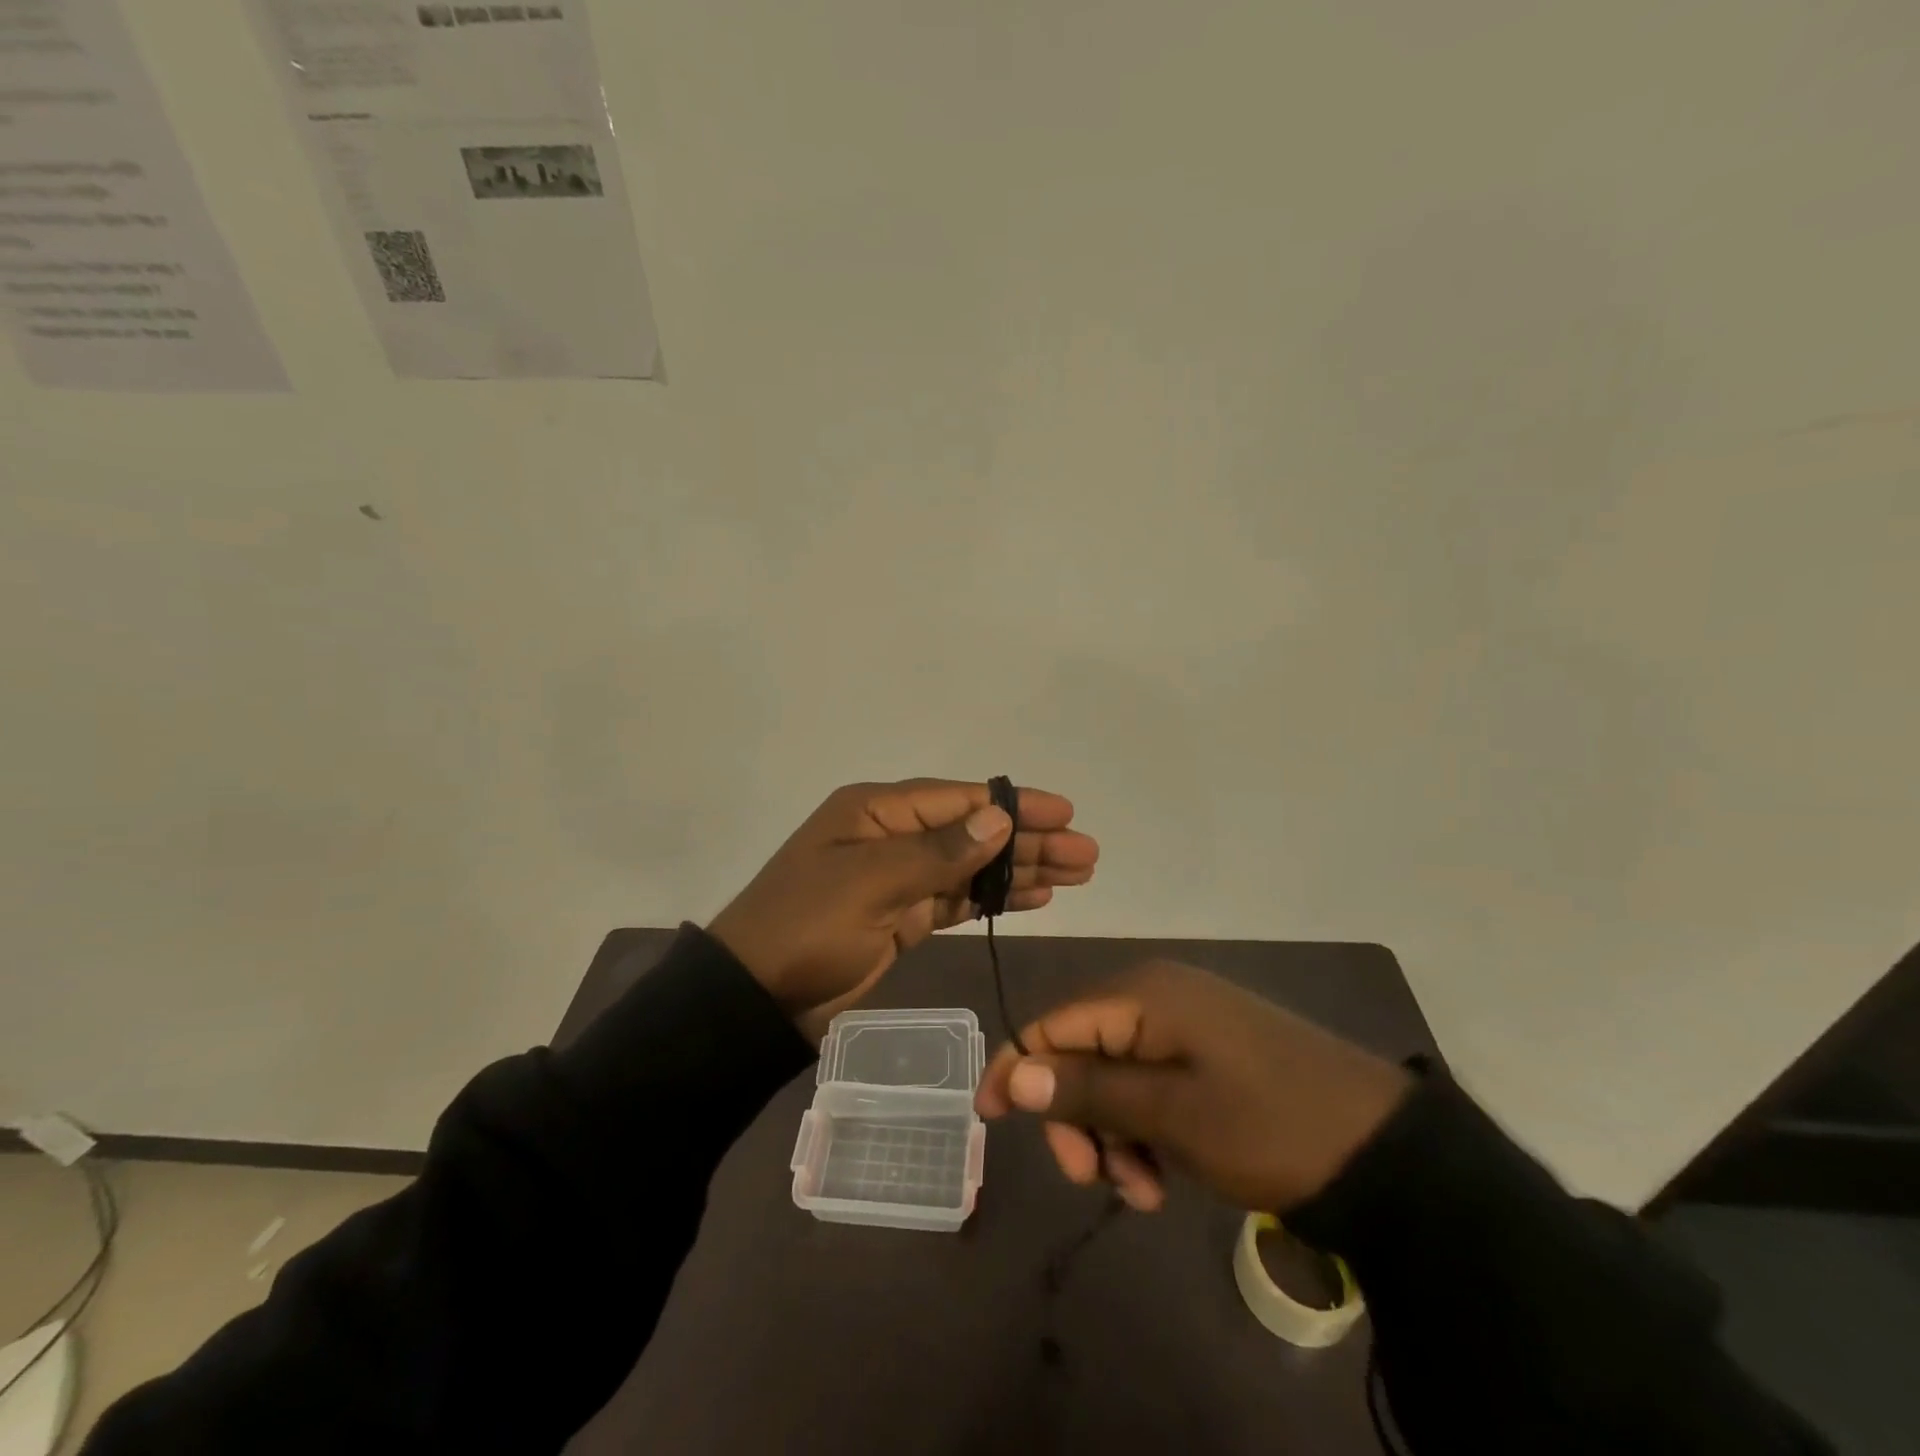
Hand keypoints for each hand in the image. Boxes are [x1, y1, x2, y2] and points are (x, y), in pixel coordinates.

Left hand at [709, 779, 1097, 1041]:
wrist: (755, 1000)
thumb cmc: (806, 928)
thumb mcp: (870, 883)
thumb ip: (938, 852)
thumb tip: (998, 818)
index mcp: (876, 812)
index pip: (959, 800)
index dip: (1014, 806)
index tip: (1064, 814)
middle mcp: (891, 836)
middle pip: (973, 832)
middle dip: (1029, 842)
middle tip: (1086, 854)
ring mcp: (897, 879)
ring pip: (972, 867)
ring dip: (1020, 870)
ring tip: (1075, 875)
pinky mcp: (902, 918)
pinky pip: (958, 900)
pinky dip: (994, 899)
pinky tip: (1034, 898)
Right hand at [975, 960, 1410, 1213]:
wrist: (1383, 1149)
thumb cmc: (1268, 1125)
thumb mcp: (1172, 1114)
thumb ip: (1088, 1090)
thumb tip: (1012, 1073)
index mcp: (1143, 994)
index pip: (1052, 1023)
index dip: (1016, 1068)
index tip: (990, 1122)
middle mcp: (1157, 996)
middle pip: (1081, 1052)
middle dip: (1077, 1117)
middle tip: (1093, 1179)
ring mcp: (1186, 1023)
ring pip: (1116, 1076)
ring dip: (1113, 1134)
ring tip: (1144, 1190)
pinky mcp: (1209, 1051)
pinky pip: (1151, 1084)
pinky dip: (1145, 1129)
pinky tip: (1165, 1175)